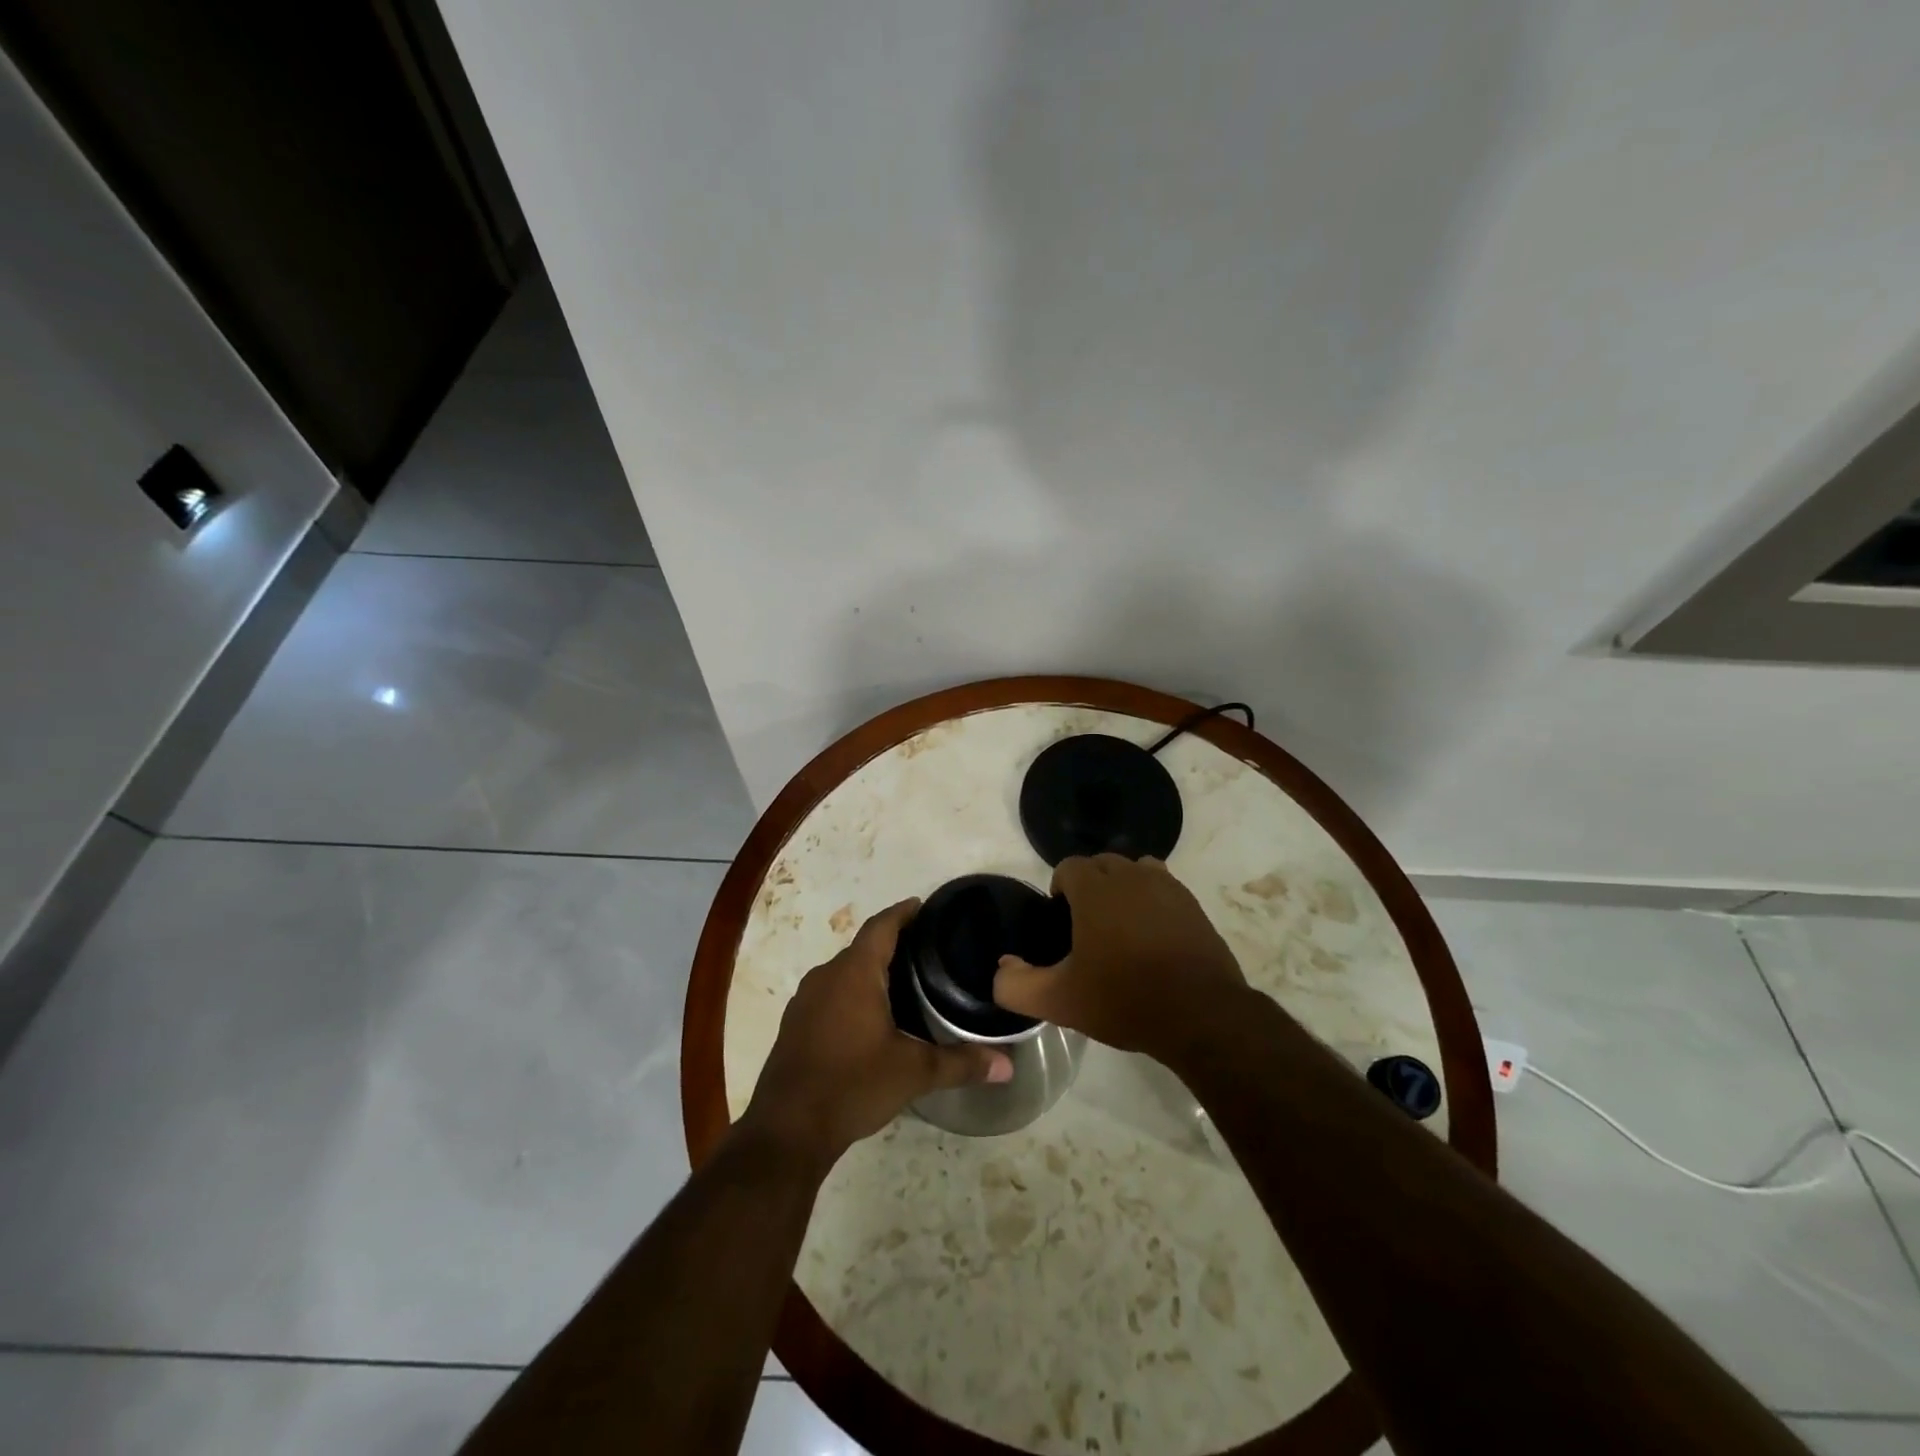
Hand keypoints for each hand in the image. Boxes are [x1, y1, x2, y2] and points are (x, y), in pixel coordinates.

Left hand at [743, 899, 1012, 1164]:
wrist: (787, 1129)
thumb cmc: (853, 1084)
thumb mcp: (913, 1073)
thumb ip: (961, 1063)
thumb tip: (1006, 1066)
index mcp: (854, 972)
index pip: (882, 926)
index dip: (903, 912)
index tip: (924, 906)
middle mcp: (826, 976)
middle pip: (863, 947)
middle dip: (893, 944)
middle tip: (928, 951)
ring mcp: (805, 1000)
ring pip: (844, 972)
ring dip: (871, 970)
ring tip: (905, 982)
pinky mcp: (795, 1024)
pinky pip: (830, 993)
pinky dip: (852, 993)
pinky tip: (871, 1017)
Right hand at [993, 854, 1248, 1058]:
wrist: (1201, 1015)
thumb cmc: (1125, 999)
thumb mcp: (1059, 1001)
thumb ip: (1016, 985)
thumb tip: (1002, 967)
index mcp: (1096, 889)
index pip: (1068, 867)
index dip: (1059, 890)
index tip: (1061, 923)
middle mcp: (1131, 875)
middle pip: (1102, 864)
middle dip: (1090, 887)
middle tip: (1086, 929)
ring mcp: (1167, 887)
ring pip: (1135, 871)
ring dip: (1123, 888)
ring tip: (1120, 927)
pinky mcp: (1193, 905)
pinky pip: (1163, 887)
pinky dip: (1152, 901)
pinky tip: (1152, 936)